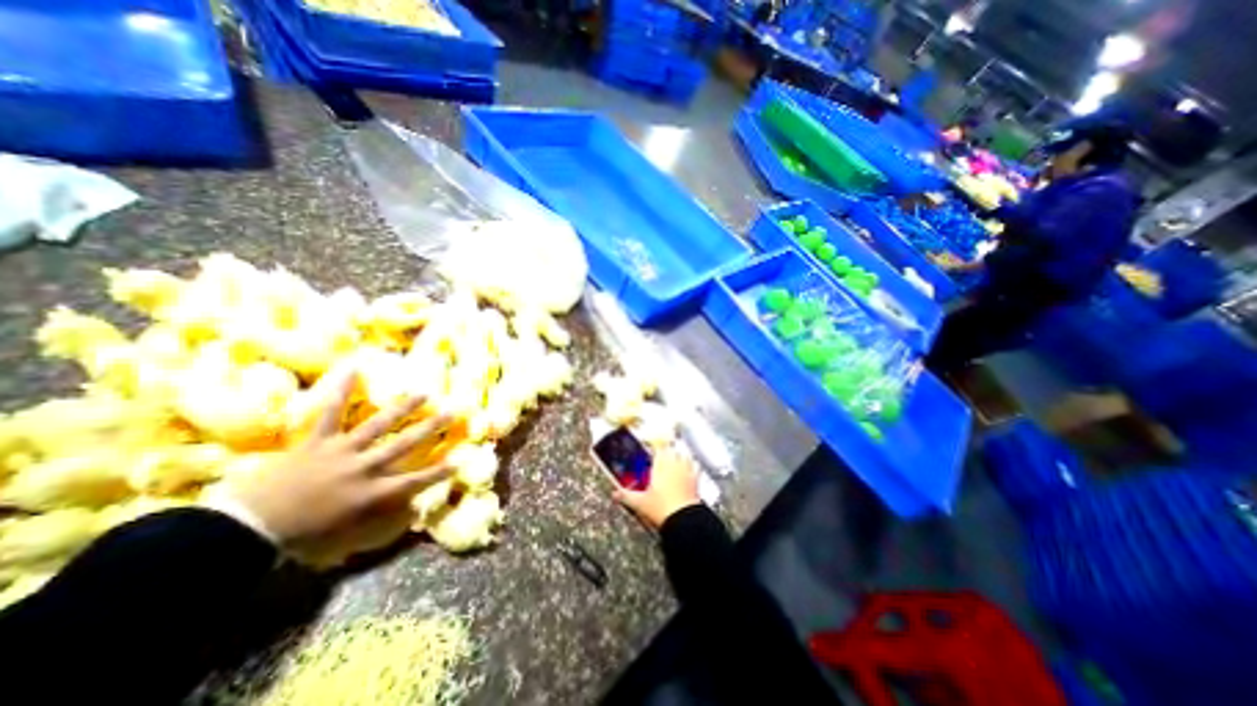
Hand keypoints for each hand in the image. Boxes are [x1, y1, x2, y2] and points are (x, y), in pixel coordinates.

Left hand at [225, 366, 451, 553]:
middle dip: (431, 428)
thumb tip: (404, 510)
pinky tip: (354, 369)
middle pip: (405, 444)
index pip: (415, 481)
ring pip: (379, 424)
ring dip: (404, 408)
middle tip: (451, 413)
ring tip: (423, 394)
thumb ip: (378, 520)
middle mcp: (365, 467)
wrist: (246, 531)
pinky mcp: (318, 441)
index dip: (438, 471)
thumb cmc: (299, 538)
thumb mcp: (346, 537)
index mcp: (372, 493)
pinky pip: (331, 412)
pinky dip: (342, 391)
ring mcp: (342, 451)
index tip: (458, 460)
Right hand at [616, 447, 702, 528]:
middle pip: (672, 449)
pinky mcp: (696, 480)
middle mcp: (674, 464)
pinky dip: (693, 466)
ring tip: (675, 458)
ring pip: (684, 456)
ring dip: (680, 455)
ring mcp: (687, 471)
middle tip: (661, 453)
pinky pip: (696, 467)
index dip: (654, 444)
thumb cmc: (661, 508)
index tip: (650, 444)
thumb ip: (626, 496)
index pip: (658, 447)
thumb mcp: (640, 503)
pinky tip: (691, 469)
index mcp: (660, 465)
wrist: (684, 520)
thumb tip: (614, 494)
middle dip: (666, 450)